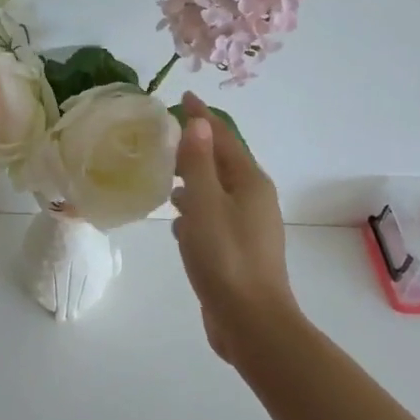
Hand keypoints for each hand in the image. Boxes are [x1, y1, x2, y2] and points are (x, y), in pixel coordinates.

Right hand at [171, 91, 301, 361]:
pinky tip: (177, 220)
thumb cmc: (226, 257)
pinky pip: (214, 215)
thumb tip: (199, 122)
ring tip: (165, 174)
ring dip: (195, 178)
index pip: (224, 138)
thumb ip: (199, 162)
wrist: (252, 322)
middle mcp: (253, 199)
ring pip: (218, 190)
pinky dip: (196, 208)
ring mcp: (248, 226)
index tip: (184, 98)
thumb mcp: (205, 204)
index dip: (202, 118)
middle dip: (197, 146)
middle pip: (223, 162)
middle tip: (165, 135)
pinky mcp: (239, 250)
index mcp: (249, 183)